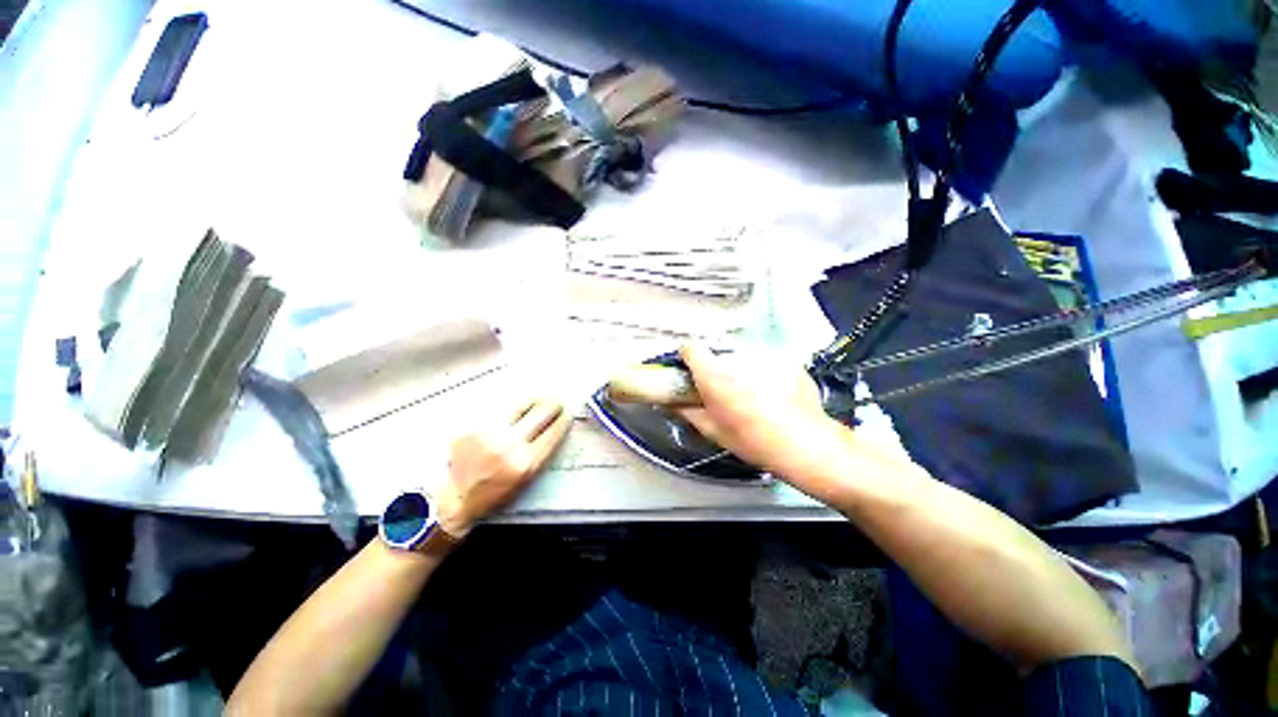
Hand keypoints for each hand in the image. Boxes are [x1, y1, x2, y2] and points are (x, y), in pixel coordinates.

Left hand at [435, 398, 570, 536]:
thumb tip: (552, 427)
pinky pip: (499, 411)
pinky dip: (510, 410)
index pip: (553, 432)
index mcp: (525, 462)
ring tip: (538, 400)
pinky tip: (512, 411)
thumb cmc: (494, 494)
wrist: (455, 498)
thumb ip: (540, 454)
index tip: (567, 414)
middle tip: (556, 403)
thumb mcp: (525, 480)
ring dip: (534, 401)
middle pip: (541, 413)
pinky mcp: (473, 427)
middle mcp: (509, 444)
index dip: (563, 420)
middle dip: (553, 405)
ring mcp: (489, 433)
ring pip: (520, 405)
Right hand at [674, 345, 846, 478]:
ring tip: (754, 397)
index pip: (691, 348)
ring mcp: (765, 357)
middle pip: (719, 355)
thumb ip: (687, 411)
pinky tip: (774, 396)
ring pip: (744, 359)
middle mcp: (736, 359)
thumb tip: (671, 402)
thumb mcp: (712, 430)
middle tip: (725, 391)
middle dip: (718, 369)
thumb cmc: (750, 439)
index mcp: (714, 375)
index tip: (690, 368)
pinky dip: (766, 376)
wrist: (803, 443)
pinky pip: (767, 365)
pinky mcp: (786, 362)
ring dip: (743, 372)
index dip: (688, 358)